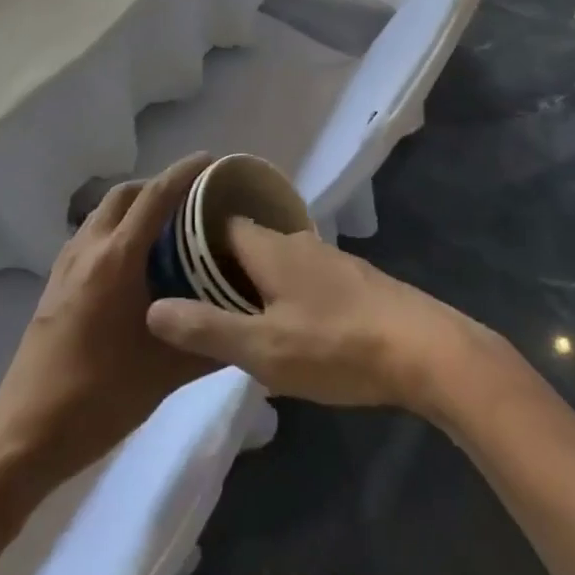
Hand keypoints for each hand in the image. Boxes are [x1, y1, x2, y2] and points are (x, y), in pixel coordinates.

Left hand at [0, 155, 215, 484]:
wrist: (26, 433)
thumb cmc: (99, 398)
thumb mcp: (166, 374)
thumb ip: (210, 344)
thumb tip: (247, 325)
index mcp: (116, 259)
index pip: (155, 197)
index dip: (183, 173)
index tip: (210, 160)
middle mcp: (89, 248)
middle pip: (125, 193)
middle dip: (158, 184)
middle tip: (192, 197)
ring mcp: (66, 264)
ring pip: (103, 212)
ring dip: (134, 205)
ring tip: (167, 224)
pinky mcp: (54, 283)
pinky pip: (90, 234)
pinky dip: (116, 227)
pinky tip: (133, 259)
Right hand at [144, 221, 490, 414]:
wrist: (423, 349)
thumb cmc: (336, 346)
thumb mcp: (263, 349)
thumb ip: (207, 328)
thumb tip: (151, 307)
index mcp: (269, 247)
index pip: (218, 225)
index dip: (190, 241)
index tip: (165, 264)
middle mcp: (296, 241)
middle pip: (247, 242)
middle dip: (219, 266)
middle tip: (193, 299)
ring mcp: (328, 258)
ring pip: (276, 260)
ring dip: (253, 280)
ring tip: (232, 315)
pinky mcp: (352, 280)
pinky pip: (302, 276)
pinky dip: (283, 290)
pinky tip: (285, 323)